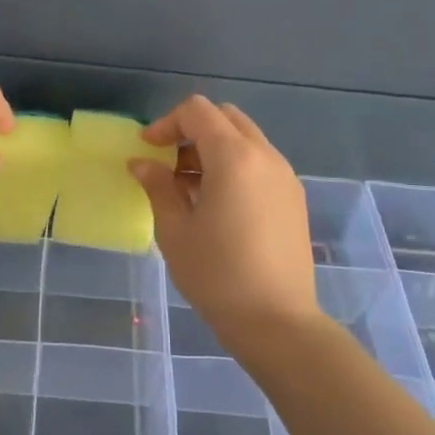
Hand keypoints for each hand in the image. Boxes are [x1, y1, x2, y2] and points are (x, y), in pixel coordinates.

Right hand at [130, 96, 320, 347]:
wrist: (277, 322)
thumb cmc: (217, 275)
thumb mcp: (175, 230)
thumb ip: (158, 187)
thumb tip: (141, 163)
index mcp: (234, 157)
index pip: (198, 111)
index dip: (167, 123)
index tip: (148, 150)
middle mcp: (265, 156)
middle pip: (225, 117)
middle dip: (192, 130)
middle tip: (168, 163)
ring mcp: (285, 176)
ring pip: (245, 138)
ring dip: (213, 148)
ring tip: (189, 187)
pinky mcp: (293, 198)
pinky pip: (260, 162)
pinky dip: (234, 165)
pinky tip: (217, 203)